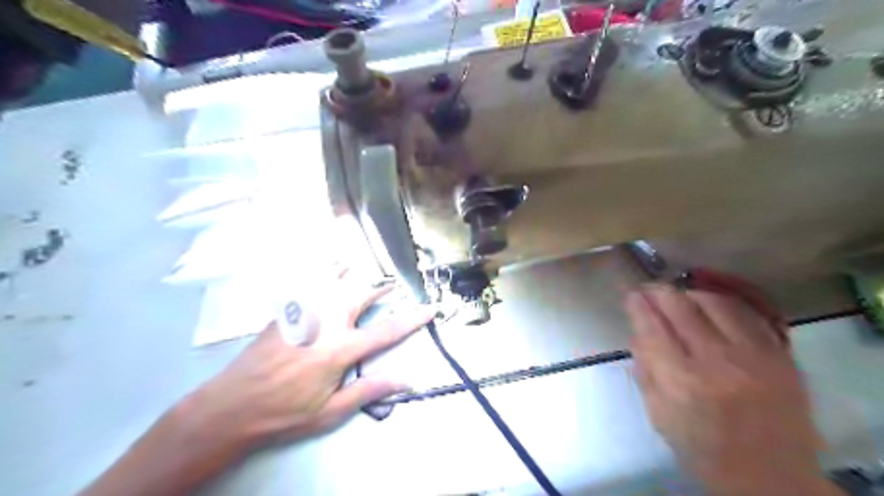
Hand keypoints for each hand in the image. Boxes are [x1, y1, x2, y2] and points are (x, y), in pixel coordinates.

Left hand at [188, 281, 434, 447]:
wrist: (232, 405)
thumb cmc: (285, 412)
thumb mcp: (330, 411)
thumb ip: (369, 391)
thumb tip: (406, 381)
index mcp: (340, 349)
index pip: (386, 330)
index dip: (412, 319)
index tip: (430, 308)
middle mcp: (326, 322)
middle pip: (361, 292)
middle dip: (381, 285)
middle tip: (394, 282)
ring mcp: (304, 312)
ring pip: (335, 279)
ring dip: (354, 272)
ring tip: (364, 266)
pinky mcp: (287, 310)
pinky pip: (310, 282)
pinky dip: (325, 271)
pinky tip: (328, 266)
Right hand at [624, 271, 837, 495]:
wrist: (773, 479)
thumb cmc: (704, 451)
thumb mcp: (659, 417)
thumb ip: (645, 371)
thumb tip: (637, 333)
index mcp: (683, 383)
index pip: (653, 329)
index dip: (638, 307)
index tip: (630, 294)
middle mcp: (718, 363)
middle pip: (682, 309)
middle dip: (660, 292)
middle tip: (649, 288)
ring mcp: (755, 357)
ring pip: (716, 303)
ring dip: (690, 292)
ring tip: (679, 294)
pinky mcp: (781, 357)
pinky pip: (748, 314)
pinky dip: (724, 303)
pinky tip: (711, 303)